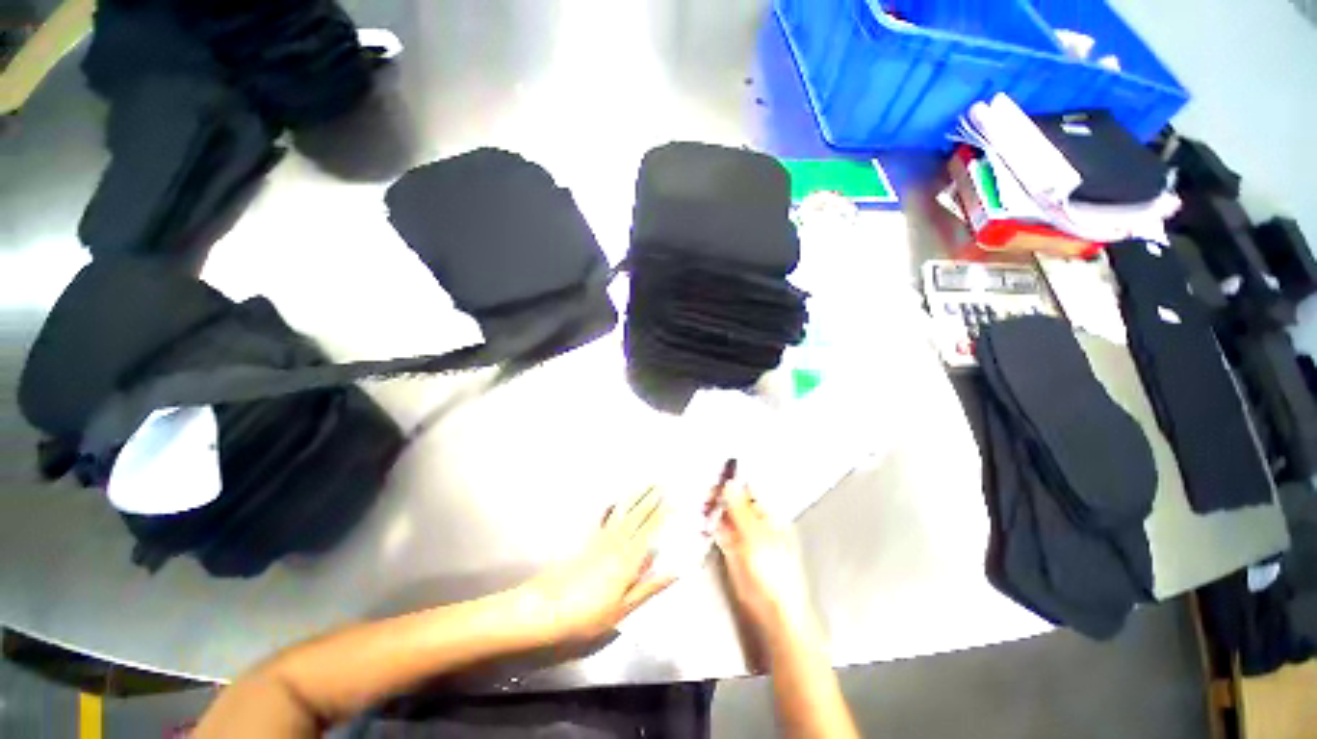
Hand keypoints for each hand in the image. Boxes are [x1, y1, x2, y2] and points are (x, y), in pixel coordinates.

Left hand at [517, 487, 675, 643]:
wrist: (548, 608)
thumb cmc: (588, 614)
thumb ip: (648, 588)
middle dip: (651, 499)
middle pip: (637, 517)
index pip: (650, 531)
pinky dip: (614, 506)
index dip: (662, 515)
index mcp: (628, 559)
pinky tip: (617, 500)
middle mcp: (617, 543)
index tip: (674, 501)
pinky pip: (605, 518)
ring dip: (636, 498)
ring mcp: (601, 539)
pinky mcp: (588, 540)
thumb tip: (674, 572)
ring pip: (624, 513)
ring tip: (646, 485)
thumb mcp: (623, 609)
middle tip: (663, 484)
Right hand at [714, 484, 817, 638]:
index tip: (716, 479)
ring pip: (726, 516)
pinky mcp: (733, 551)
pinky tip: (704, 522)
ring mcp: (744, 537)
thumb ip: (739, 509)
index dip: (732, 484)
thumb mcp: (754, 535)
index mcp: (769, 514)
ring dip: (713, 510)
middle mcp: (756, 522)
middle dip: (720, 497)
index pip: (749, 490)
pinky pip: (720, 532)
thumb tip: (729, 483)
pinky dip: (711, 526)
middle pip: (735, 502)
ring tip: (702, 505)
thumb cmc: (773, 571)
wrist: (774, 610)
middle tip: (705, 494)